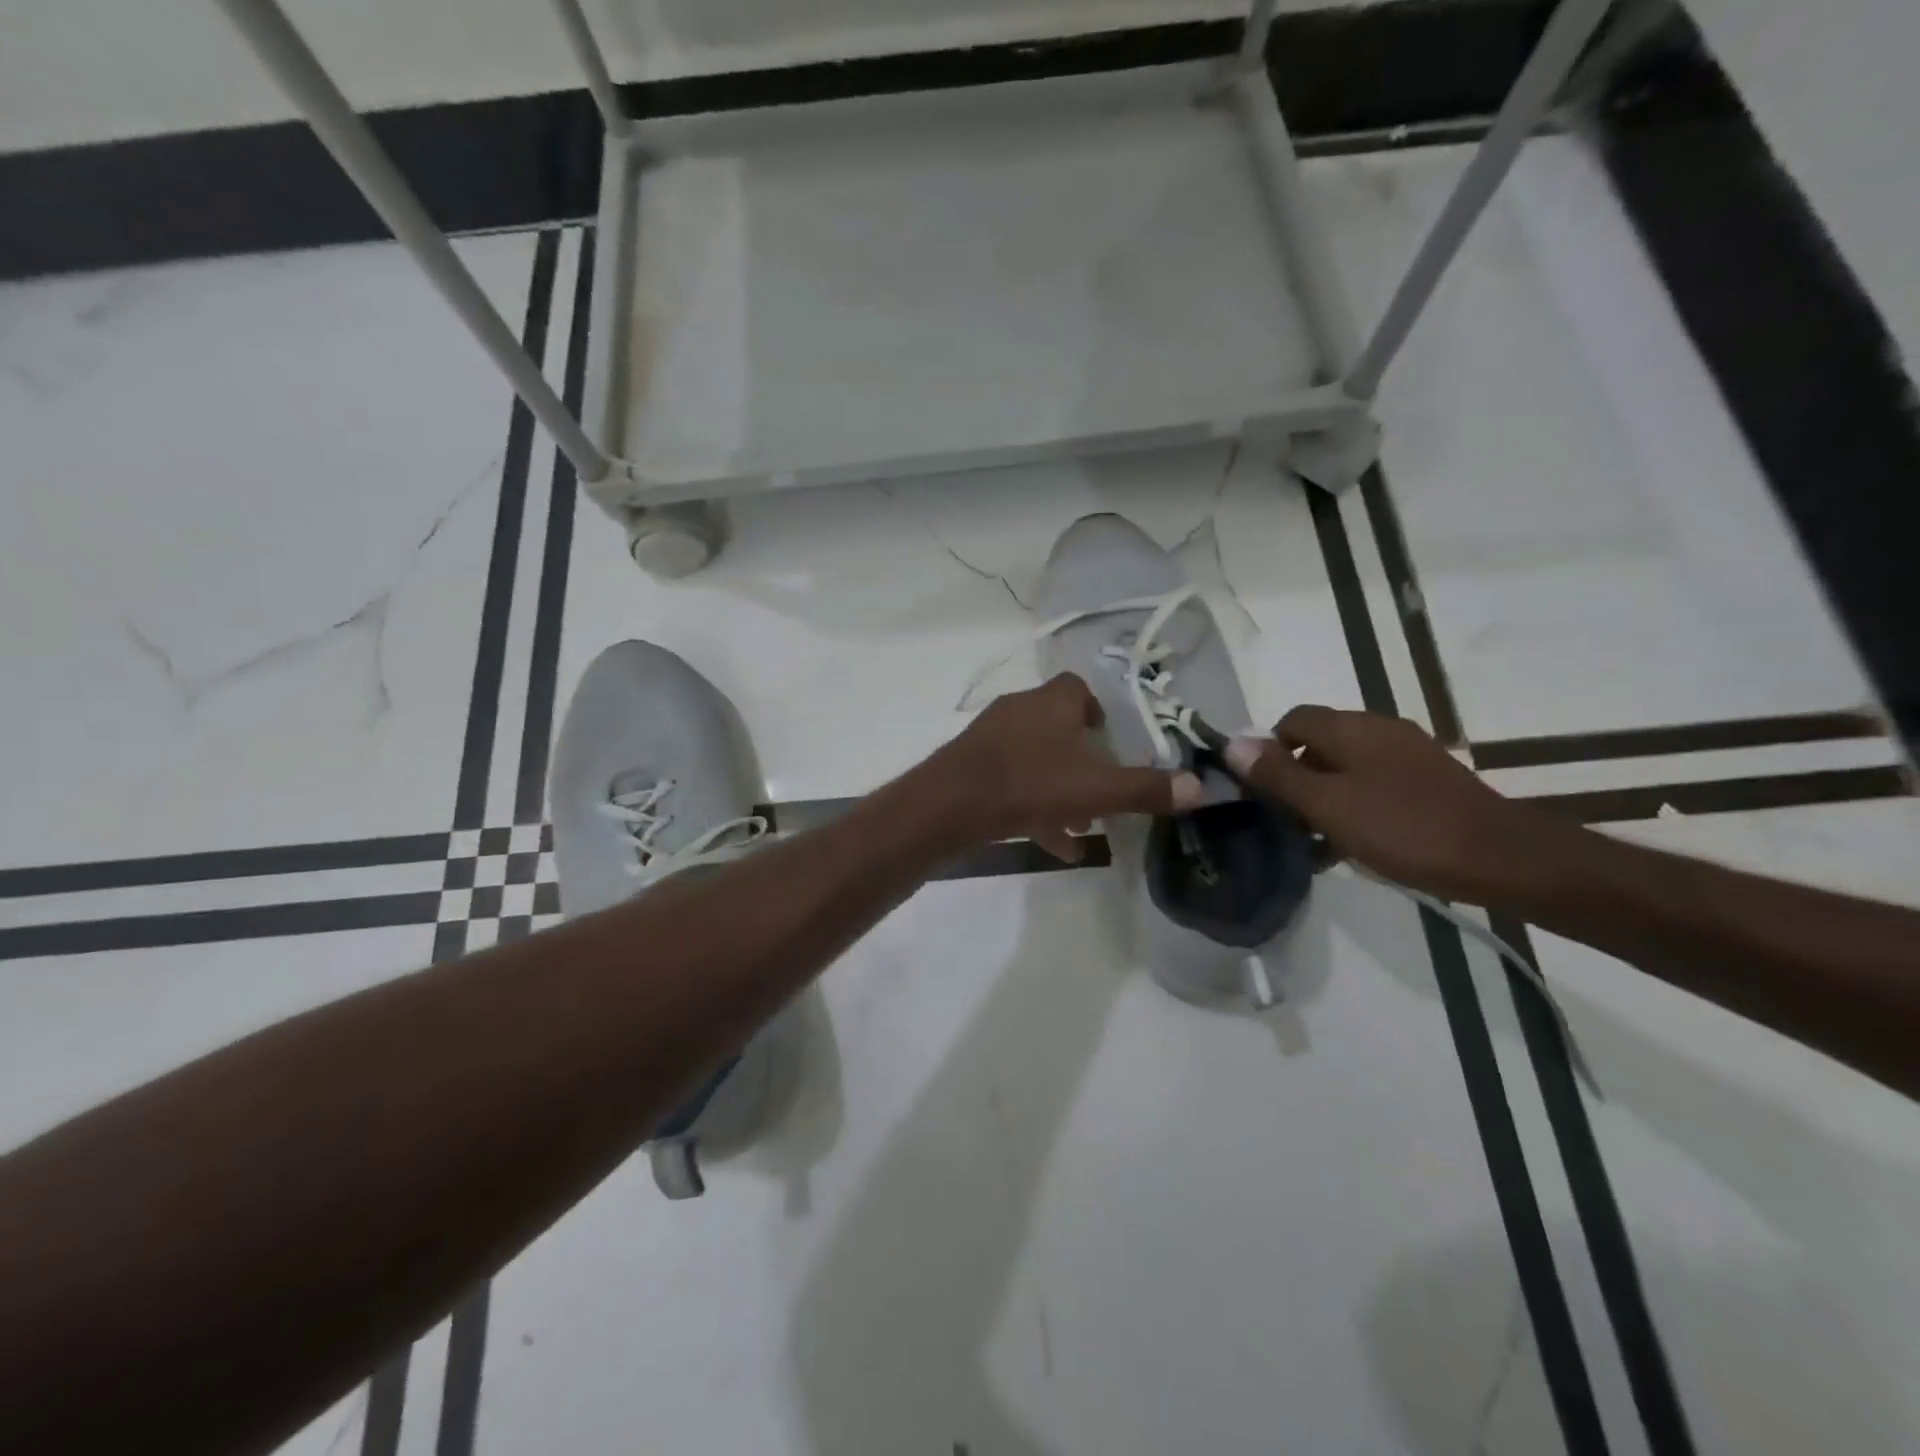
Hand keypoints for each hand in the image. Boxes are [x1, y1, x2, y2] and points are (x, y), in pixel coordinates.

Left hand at [934, 674, 1204, 861]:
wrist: (952, 804)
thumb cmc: (1031, 783)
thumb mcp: (1097, 790)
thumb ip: (1146, 789)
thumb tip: (1200, 787)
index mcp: (1051, 702)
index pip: (1077, 688)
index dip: (1097, 710)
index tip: (1111, 739)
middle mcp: (1020, 710)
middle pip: (1057, 727)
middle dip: (1082, 759)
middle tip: (1101, 787)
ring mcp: (991, 738)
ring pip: (1035, 759)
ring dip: (1060, 788)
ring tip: (1082, 825)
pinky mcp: (972, 766)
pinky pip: (1011, 781)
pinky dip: (1033, 806)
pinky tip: (1054, 843)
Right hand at [1225, 705, 1567, 904]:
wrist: (1502, 858)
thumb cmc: (1404, 828)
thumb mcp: (1329, 805)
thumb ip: (1278, 775)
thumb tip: (1232, 743)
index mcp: (1351, 728)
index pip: (1291, 720)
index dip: (1267, 750)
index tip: (1259, 791)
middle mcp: (1378, 730)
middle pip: (1317, 743)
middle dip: (1293, 777)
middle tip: (1282, 820)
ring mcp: (1406, 755)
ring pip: (1344, 767)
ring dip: (1321, 796)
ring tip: (1312, 840)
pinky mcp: (1426, 781)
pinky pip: (1372, 784)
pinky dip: (1352, 805)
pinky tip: (1350, 843)